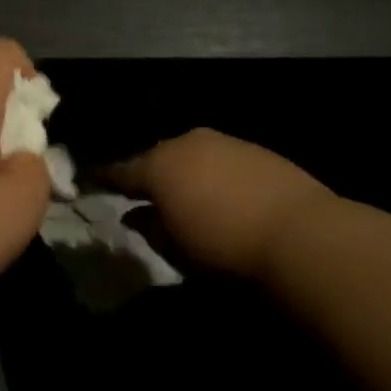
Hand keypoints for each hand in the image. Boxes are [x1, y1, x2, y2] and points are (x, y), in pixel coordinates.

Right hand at [106, 129, 335, 282]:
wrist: (299, 233)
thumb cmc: (224, 248)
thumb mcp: (176, 249)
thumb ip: (150, 227)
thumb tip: (133, 215)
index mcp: (158, 166)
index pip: (121, 170)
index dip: (105, 177)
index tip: (90, 180)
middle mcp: (186, 143)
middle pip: (157, 156)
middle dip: (149, 173)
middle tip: (144, 194)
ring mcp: (223, 141)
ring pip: (191, 153)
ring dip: (184, 171)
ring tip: (185, 193)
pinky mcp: (255, 148)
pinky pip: (220, 157)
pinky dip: (213, 171)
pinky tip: (222, 191)